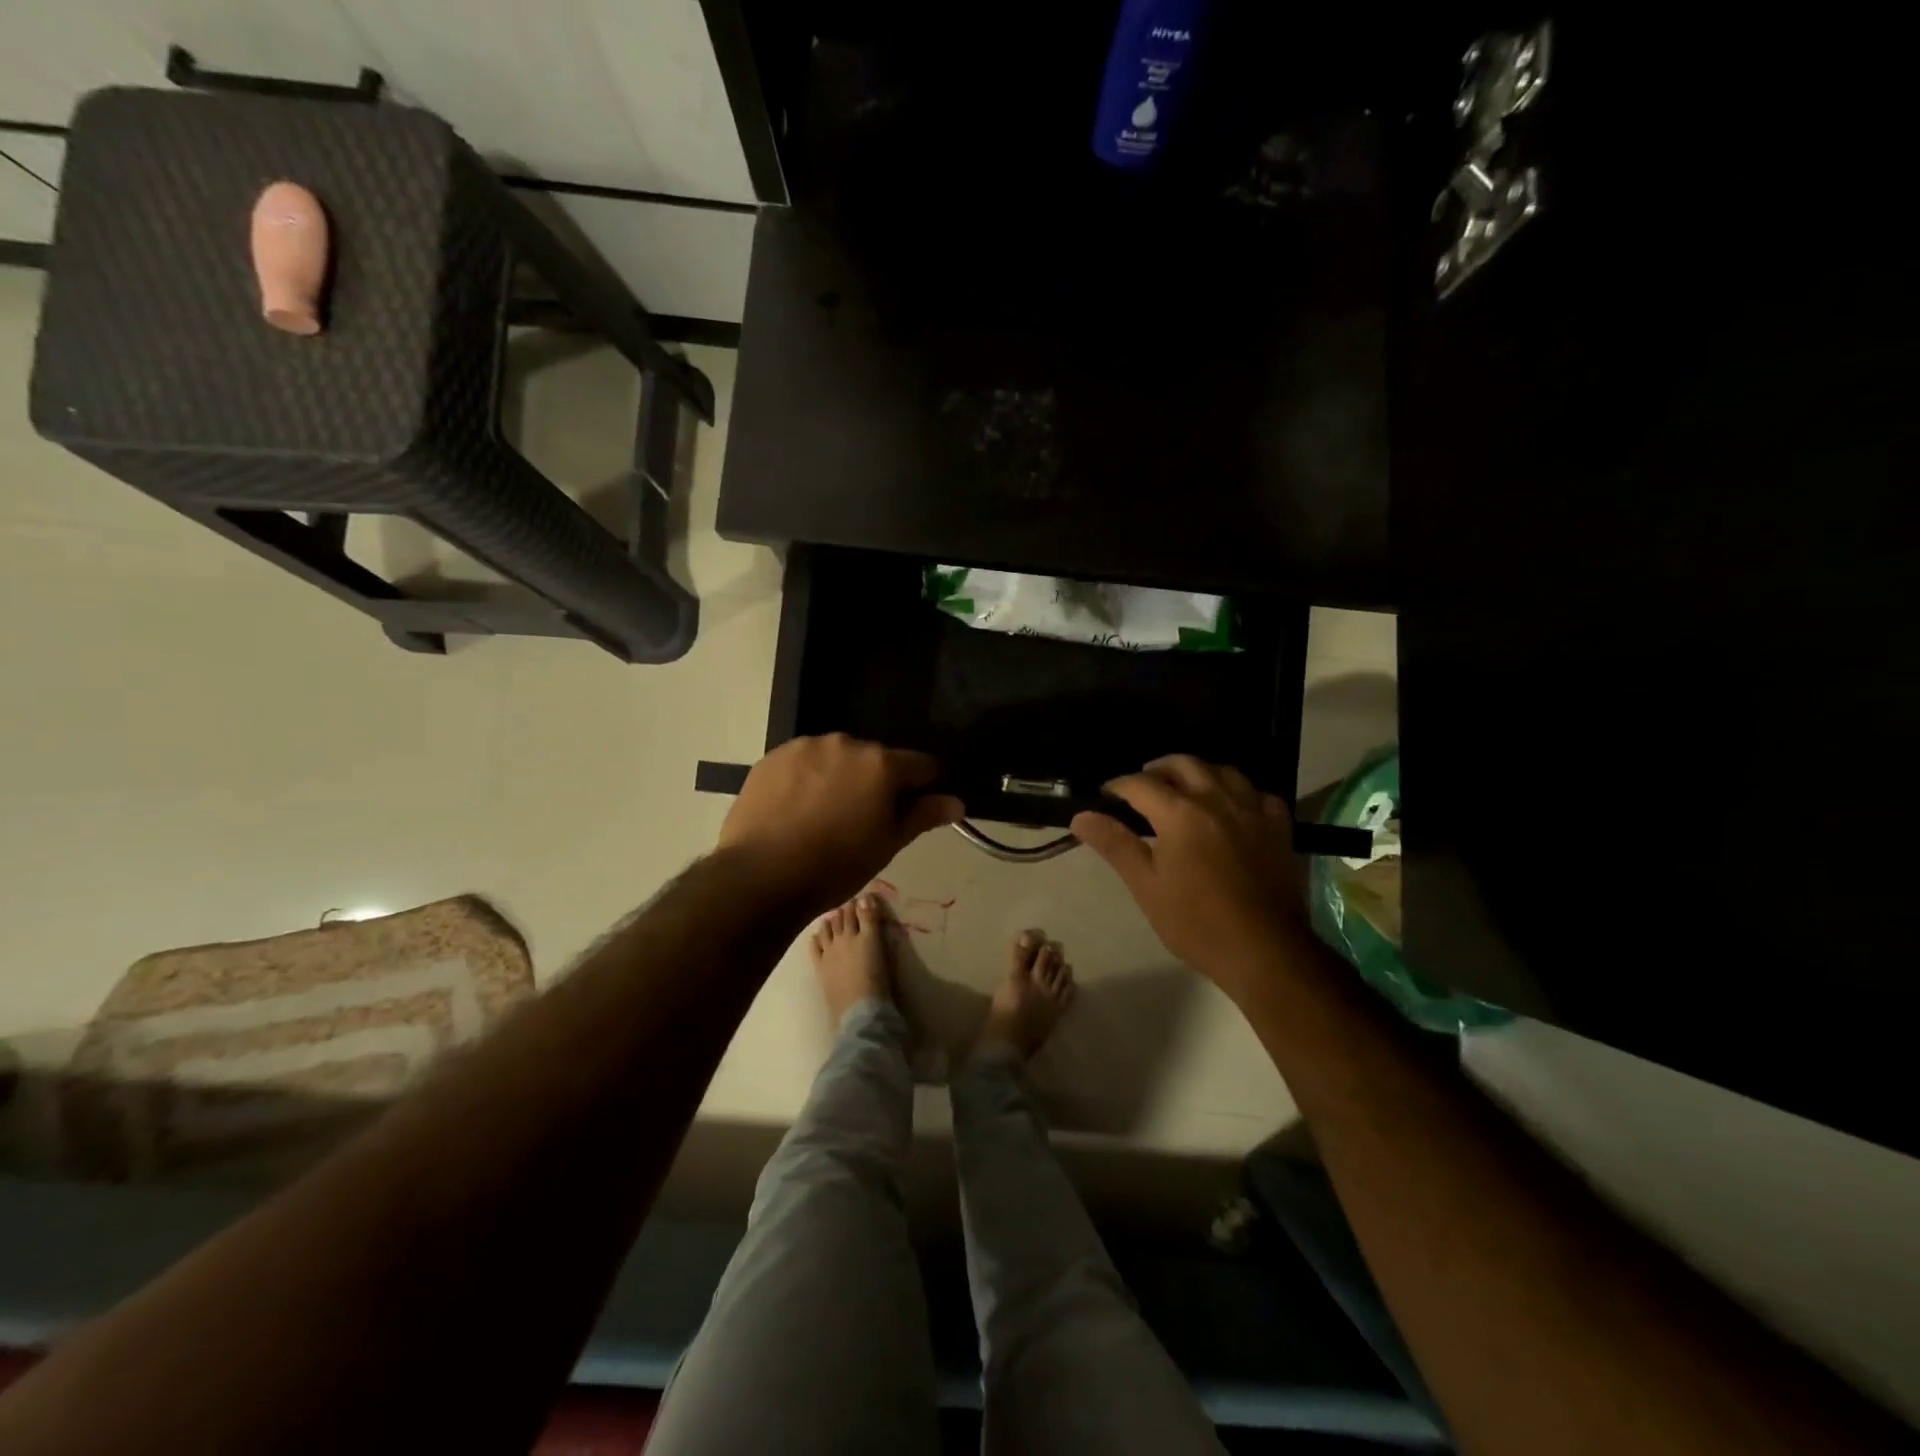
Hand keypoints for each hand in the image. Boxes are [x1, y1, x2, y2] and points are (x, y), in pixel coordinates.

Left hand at [717, 735, 965, 909]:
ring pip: (836, 757)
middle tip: (864, 817)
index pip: (920, 764)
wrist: (761, 875)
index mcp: (881, 765)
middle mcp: (846, 743)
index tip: (917, 805)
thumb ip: (923, 816)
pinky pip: (802, 762)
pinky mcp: (773, 757)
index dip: (925, 784)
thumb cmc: (836, 865)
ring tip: (825, 813)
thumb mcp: (887, 845)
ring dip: (840, 776)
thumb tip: (956, 802)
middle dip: (876, 780)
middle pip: (875, 758)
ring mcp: (805, 747)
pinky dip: (807, 778)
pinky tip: (796, 808)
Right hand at [1071, 755, 1305, 992]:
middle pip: (1183, 765)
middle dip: (1157, 770)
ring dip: (1197, 773)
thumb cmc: (1196, 923)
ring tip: (1184, 789)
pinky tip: (1231, 808)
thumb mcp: (1146, 886)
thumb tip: (1081, 816)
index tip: (1105, 796)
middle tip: (1142, 788)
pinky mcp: (1278, 826)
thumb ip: (1115, 844)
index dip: (1117, 786)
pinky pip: (1256, 793)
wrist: (1264, 950)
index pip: (1140, 784)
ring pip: (1222, 771)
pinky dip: (1238, 792)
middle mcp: (1217, 800)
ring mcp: (1252, 810)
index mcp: (1180, 813)